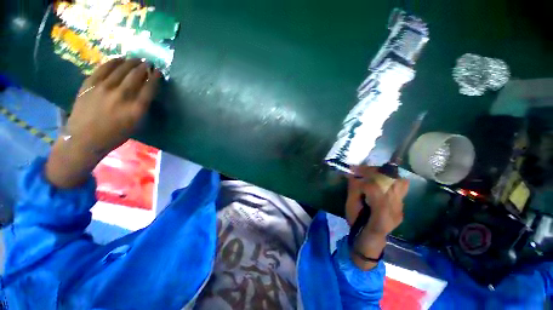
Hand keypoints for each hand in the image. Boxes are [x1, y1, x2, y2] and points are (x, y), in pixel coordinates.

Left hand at [45, 58, 160, 187]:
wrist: (84, 138)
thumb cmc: (114, 135)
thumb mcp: (135, 125)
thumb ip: (141, 107)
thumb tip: (145, 93)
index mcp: (136, 109)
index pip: (150, 88)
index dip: (155, 78)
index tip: (158, 72)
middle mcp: (122, 95)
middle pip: (136, 76)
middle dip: (144, 67)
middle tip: (148, 63)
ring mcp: (104, 88)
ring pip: (121, 69)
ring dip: (131, 62)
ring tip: (137, 59)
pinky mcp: (90, 84)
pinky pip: (104, 68)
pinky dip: (114, 62)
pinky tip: (120, 59)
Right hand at [345, 166, 409, 269]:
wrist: (371, 239)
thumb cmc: (357, 224)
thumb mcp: (350, 207)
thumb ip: (353, 189)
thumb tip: (353, 174)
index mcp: (379, 213)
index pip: (375, 188)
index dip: (363, 177)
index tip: (353, 171)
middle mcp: (395, 210)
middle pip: (391, 182)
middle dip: (375, 172)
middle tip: (362, 170)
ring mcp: (401, 208)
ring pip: (400, 183)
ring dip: (385, 174)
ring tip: (373, 174)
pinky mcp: (402, 206)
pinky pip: (401, 187)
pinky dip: (390, 180)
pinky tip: (380, 181)